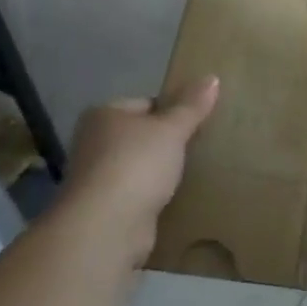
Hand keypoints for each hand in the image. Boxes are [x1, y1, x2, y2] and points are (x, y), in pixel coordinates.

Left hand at [66, 76, 218, 267]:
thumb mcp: (172, 129)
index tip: (198, 122)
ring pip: (140, 166)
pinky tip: (176, 198)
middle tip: (200, 146)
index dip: (173, 111)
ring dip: (161, 171)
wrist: (106, 228)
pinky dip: (154, 196)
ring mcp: (97, 178)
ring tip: (193, 172)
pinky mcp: (106, 210)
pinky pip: (138, 194)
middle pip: (142, 135)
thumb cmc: (137, 164)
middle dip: (168, 142)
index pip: (146, 103)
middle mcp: (94, 143)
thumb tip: (212, 77)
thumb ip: (192, 105)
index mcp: (104, 115)